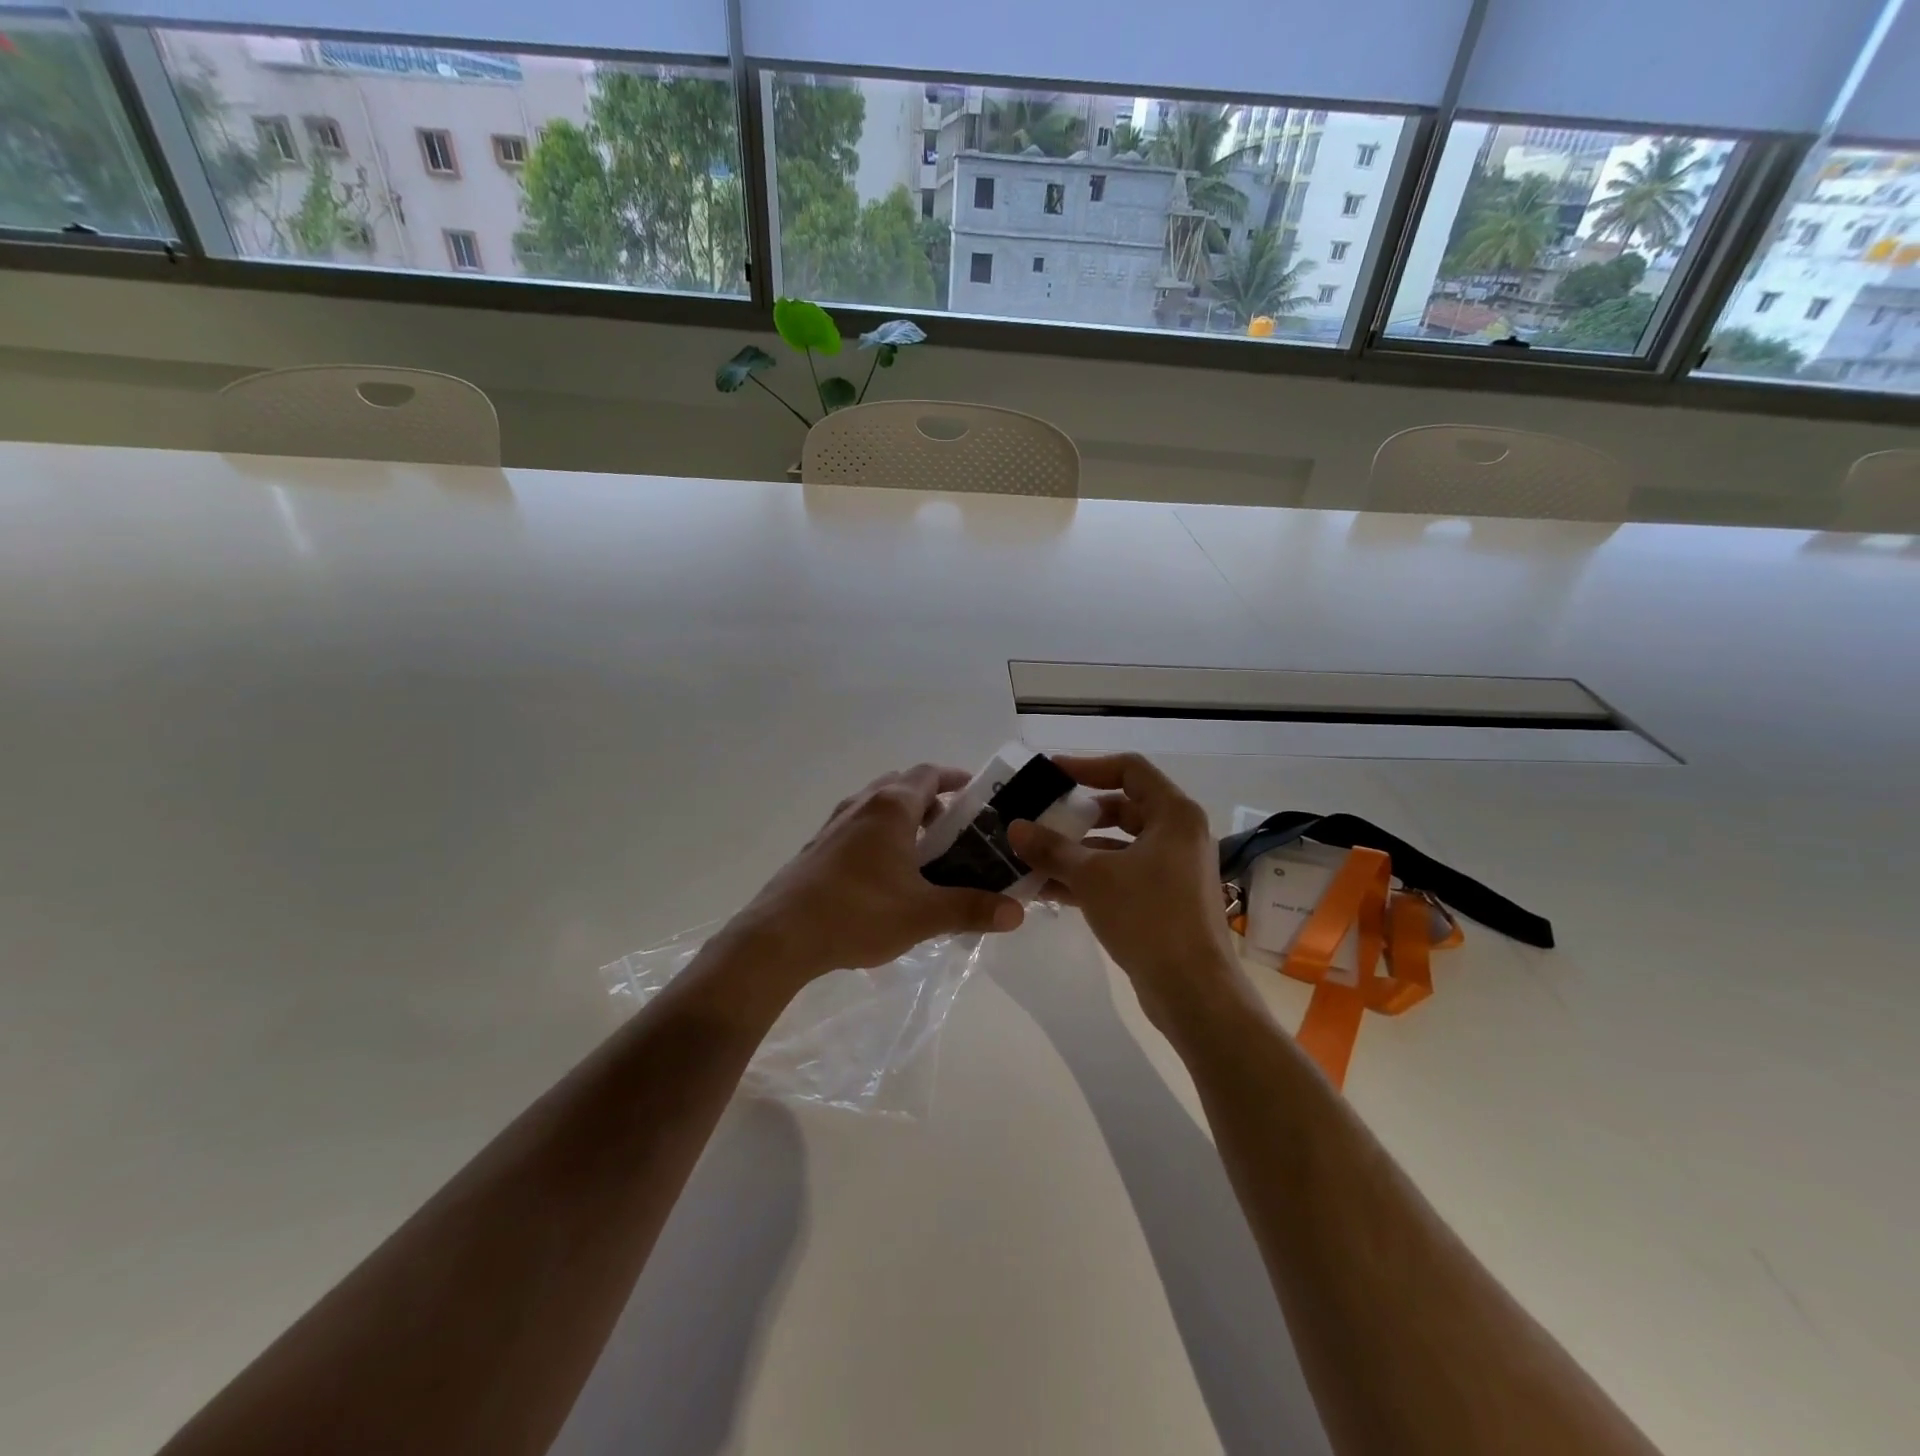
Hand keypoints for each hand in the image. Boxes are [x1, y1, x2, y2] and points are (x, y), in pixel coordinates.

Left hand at [725, 763, 1024, 986]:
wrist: (781, 936)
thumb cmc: (858, 913)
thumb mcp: (922, 914)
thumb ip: (971, 909)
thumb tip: (1017, 912)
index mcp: (890, 808)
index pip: (929, 774)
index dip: (955, 778)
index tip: (977, 792)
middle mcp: (861, 805)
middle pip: (902, 785)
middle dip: (931, 799)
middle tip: (955, 827)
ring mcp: (834, 824)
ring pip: (877, 806)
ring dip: (903, 818)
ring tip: (925, 851)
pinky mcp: (818, 847)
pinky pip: (858, 827)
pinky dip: (880, 835)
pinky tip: (886, 874)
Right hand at [1008, 754, 1244, 1035]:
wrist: (1193, 990)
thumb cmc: (1148, 917)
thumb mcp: (1092, 877)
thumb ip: (1052, 848)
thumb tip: (1015, 828)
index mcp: (1174, 814)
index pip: (1129, 769)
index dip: (1087, 766)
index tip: (1050, 775)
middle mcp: (1178, 835)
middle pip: (1123, 807)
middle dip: (1078, 814)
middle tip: (1039, 816)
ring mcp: (1173, 869)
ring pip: (1119, 846)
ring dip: (1078, 850)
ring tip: (1033, 855)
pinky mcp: (1164, 900)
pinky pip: (1121, 875)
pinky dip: (1090, 877)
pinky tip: (1048, 888)